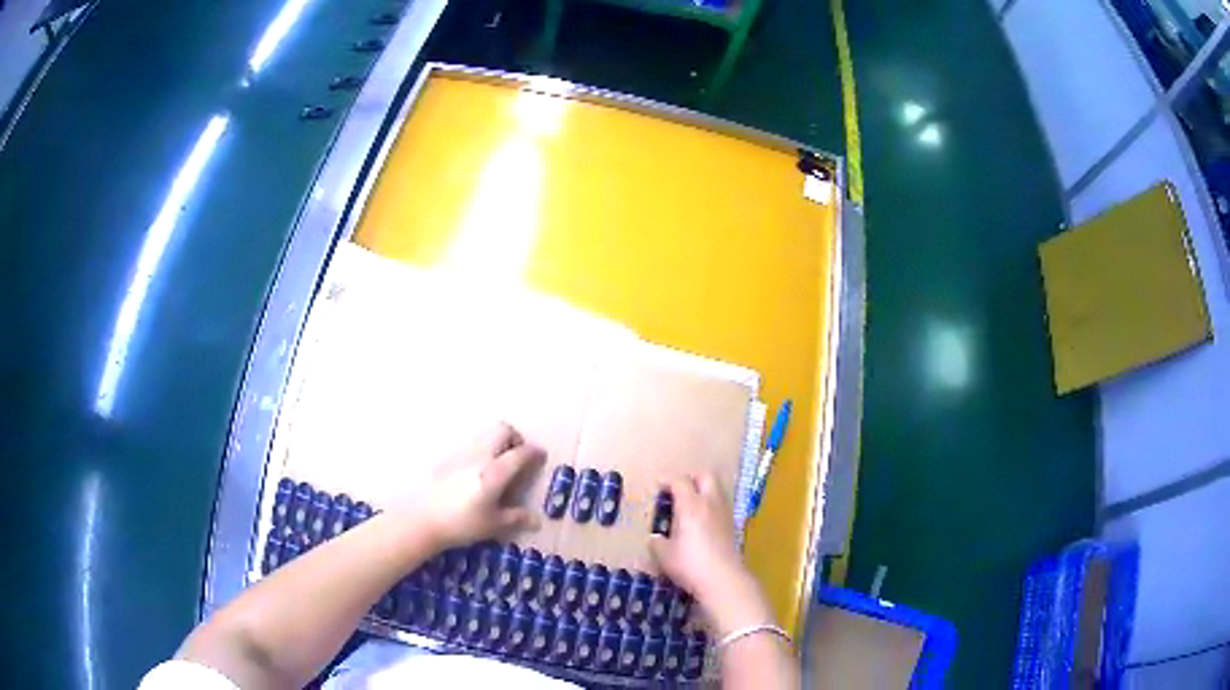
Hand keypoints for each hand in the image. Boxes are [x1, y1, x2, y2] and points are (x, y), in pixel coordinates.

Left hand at [400, 423, 544, 549]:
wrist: (423, 520)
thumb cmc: (462, 524)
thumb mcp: (494, 525)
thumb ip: (516, 518)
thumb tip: (536, 521)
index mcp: (495, 471)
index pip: (520, 453)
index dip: (534, 452)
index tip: (541, 456)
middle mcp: (479, 456)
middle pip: (502, 429)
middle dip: (515, 438)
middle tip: (518, 456)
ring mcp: (461, 454)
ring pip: (485, 434)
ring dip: (497, 441)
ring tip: (500, 463)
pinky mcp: (447, 459)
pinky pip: (471, 445)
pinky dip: (481, 450)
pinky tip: (478, 472)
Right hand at [648, 472, 774, 636]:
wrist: (724, 579)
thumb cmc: (690, 564)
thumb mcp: (665, 555)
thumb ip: (657, 543)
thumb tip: (654, 538)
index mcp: (691, 505)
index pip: (680, 481)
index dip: (666, 479)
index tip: (657, 485)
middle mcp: (710, 503)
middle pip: (706, 476)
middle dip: (691, 478)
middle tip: (678, 490)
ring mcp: (725, 513)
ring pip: (717, 489)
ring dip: (704, 490)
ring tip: (690, 504)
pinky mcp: (732, 526)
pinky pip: (721, 505)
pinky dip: (711, 505)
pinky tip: (701, 521)